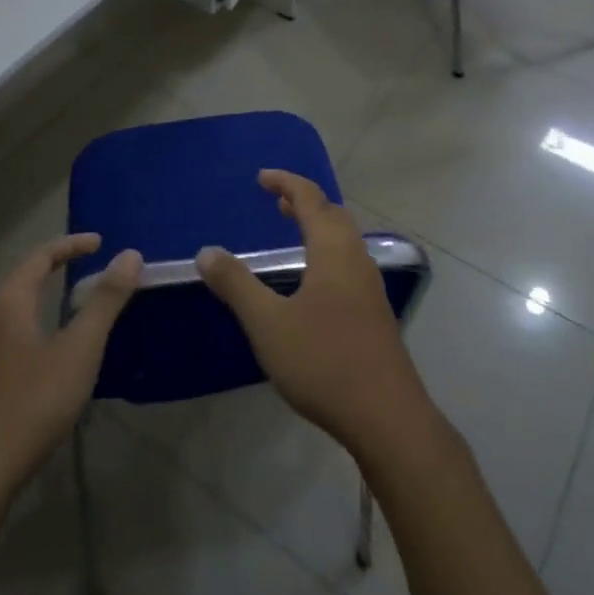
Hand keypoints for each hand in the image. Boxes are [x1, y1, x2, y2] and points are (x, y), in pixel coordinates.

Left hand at [0, 235, 141, 486]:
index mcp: (9, 303)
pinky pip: (14, 335)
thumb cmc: (32, 402)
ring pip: (17, 310)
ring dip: (47, 298)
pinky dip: (39, 325)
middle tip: (92, 267)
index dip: (71, 245)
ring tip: (79, 305)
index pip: (40, 256)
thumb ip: (105, 301)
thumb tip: (130, 254)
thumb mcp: (79, 349)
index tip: (100, 242)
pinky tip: (56, 352)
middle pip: (24, 279)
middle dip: (57, 267)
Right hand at [198, 171, 434, 460]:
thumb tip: (206, 251)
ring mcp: (370, 286)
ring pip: (345, 239)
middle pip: (333, 214)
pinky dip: (327, 250)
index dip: (286, 182)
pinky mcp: (374, 312)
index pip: (310, 198)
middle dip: (305, 201)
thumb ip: (237, 285)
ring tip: (293, 230)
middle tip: (276, 202)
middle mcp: (356, 259)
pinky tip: (313, 280)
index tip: (262, 177)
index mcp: (333, 250)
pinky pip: (348, 261)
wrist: (387, 417)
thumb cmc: (324, 361)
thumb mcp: (268, 324)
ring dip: (319, 225)